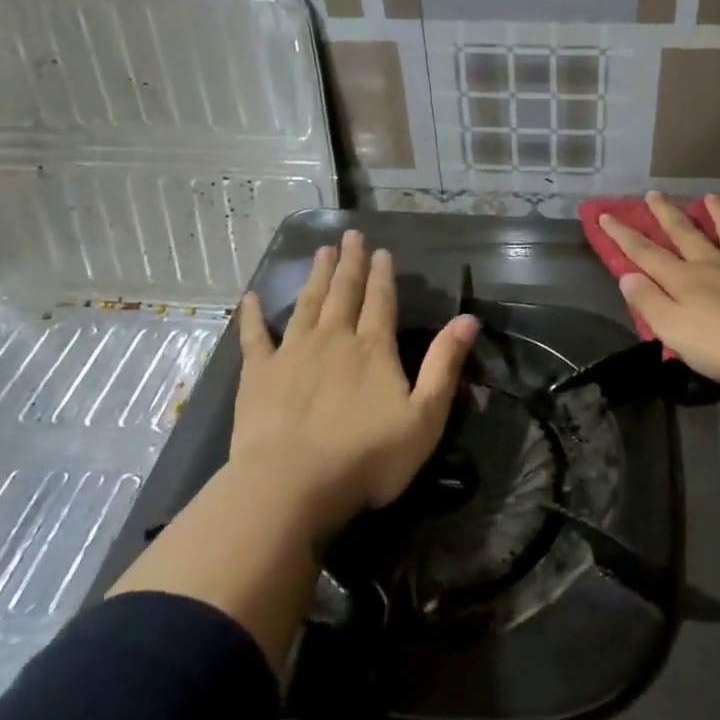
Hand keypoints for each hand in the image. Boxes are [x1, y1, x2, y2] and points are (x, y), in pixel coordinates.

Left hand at [232, 230, 477, 537]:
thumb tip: (468, 319)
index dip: (383, 274)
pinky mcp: (258, 374)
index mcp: (373, 348)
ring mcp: (292, 353)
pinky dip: (253, 315)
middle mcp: (333, 339)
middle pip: (343, 292)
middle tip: (350, 236)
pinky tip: (250, 297)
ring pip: (306, 304)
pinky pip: (255, 336)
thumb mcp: (425, 416)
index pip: (381, 301)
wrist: (291, 483)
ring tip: (321, 251)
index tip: (381, 250)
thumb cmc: (367, 456)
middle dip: (349, 263)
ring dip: (315, 276)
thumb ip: (445, 365)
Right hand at [600, 192, 719, 392]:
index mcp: (685, 280)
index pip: (647, 254)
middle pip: (687, 235)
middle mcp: (716, 264)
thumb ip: (649, 303)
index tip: (606, 215)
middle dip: (667, 215)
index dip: (624, 236)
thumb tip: (627, 276)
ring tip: (710, 197)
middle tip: (654, 194)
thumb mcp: (674, 330)